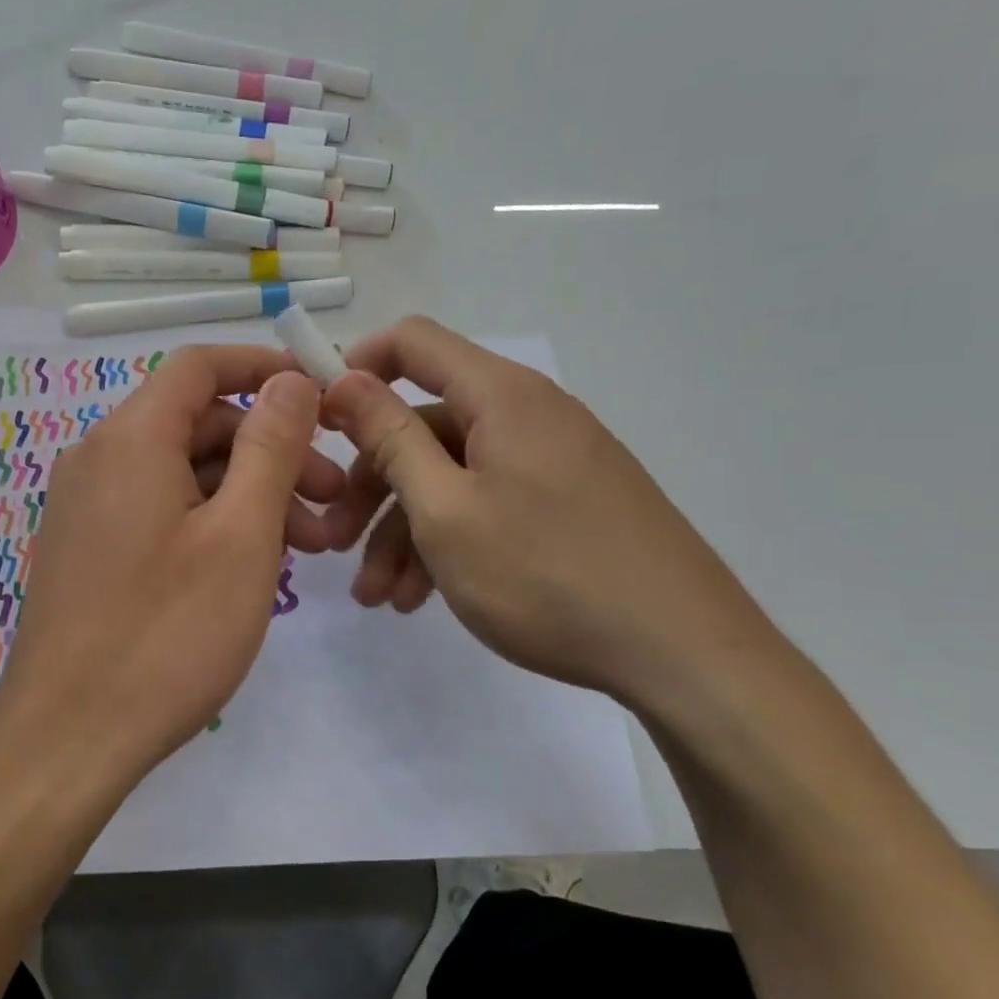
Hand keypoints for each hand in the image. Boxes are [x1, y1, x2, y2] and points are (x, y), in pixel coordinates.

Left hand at [0, 348, 343, 782]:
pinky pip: (160, 510)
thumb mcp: (240, 535)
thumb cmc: (166, 634)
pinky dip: (211, 522)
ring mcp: (88, 506)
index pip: (200, 366)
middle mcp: (99, 458)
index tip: (321, 396)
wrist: (67, 739)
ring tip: (310, 545)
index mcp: (131, 438)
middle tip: (333, 500)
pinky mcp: (89, 549)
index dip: (264, 369)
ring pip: (183, 473)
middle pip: (198, 424)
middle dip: (272, 451)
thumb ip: (270, 446)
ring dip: (249, 494)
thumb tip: (290, 381)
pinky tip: (253, 566)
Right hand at [319, 316, 774, 709]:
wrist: (683, 655)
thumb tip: (345, 378)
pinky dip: (446, 543)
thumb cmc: (547, 574)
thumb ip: (390, 438)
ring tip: (378, 598)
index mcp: (502, 396)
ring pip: (450, 477)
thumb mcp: (446, 509)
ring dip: (403, 532)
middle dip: (370, 485)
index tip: (315, 423)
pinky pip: (485, 505)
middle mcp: (527, 416)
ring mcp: (549, 463)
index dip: (356, 368)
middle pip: (423, 426)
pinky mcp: (564, 505)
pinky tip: (421, 599)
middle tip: (334, 544)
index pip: (412, 343)